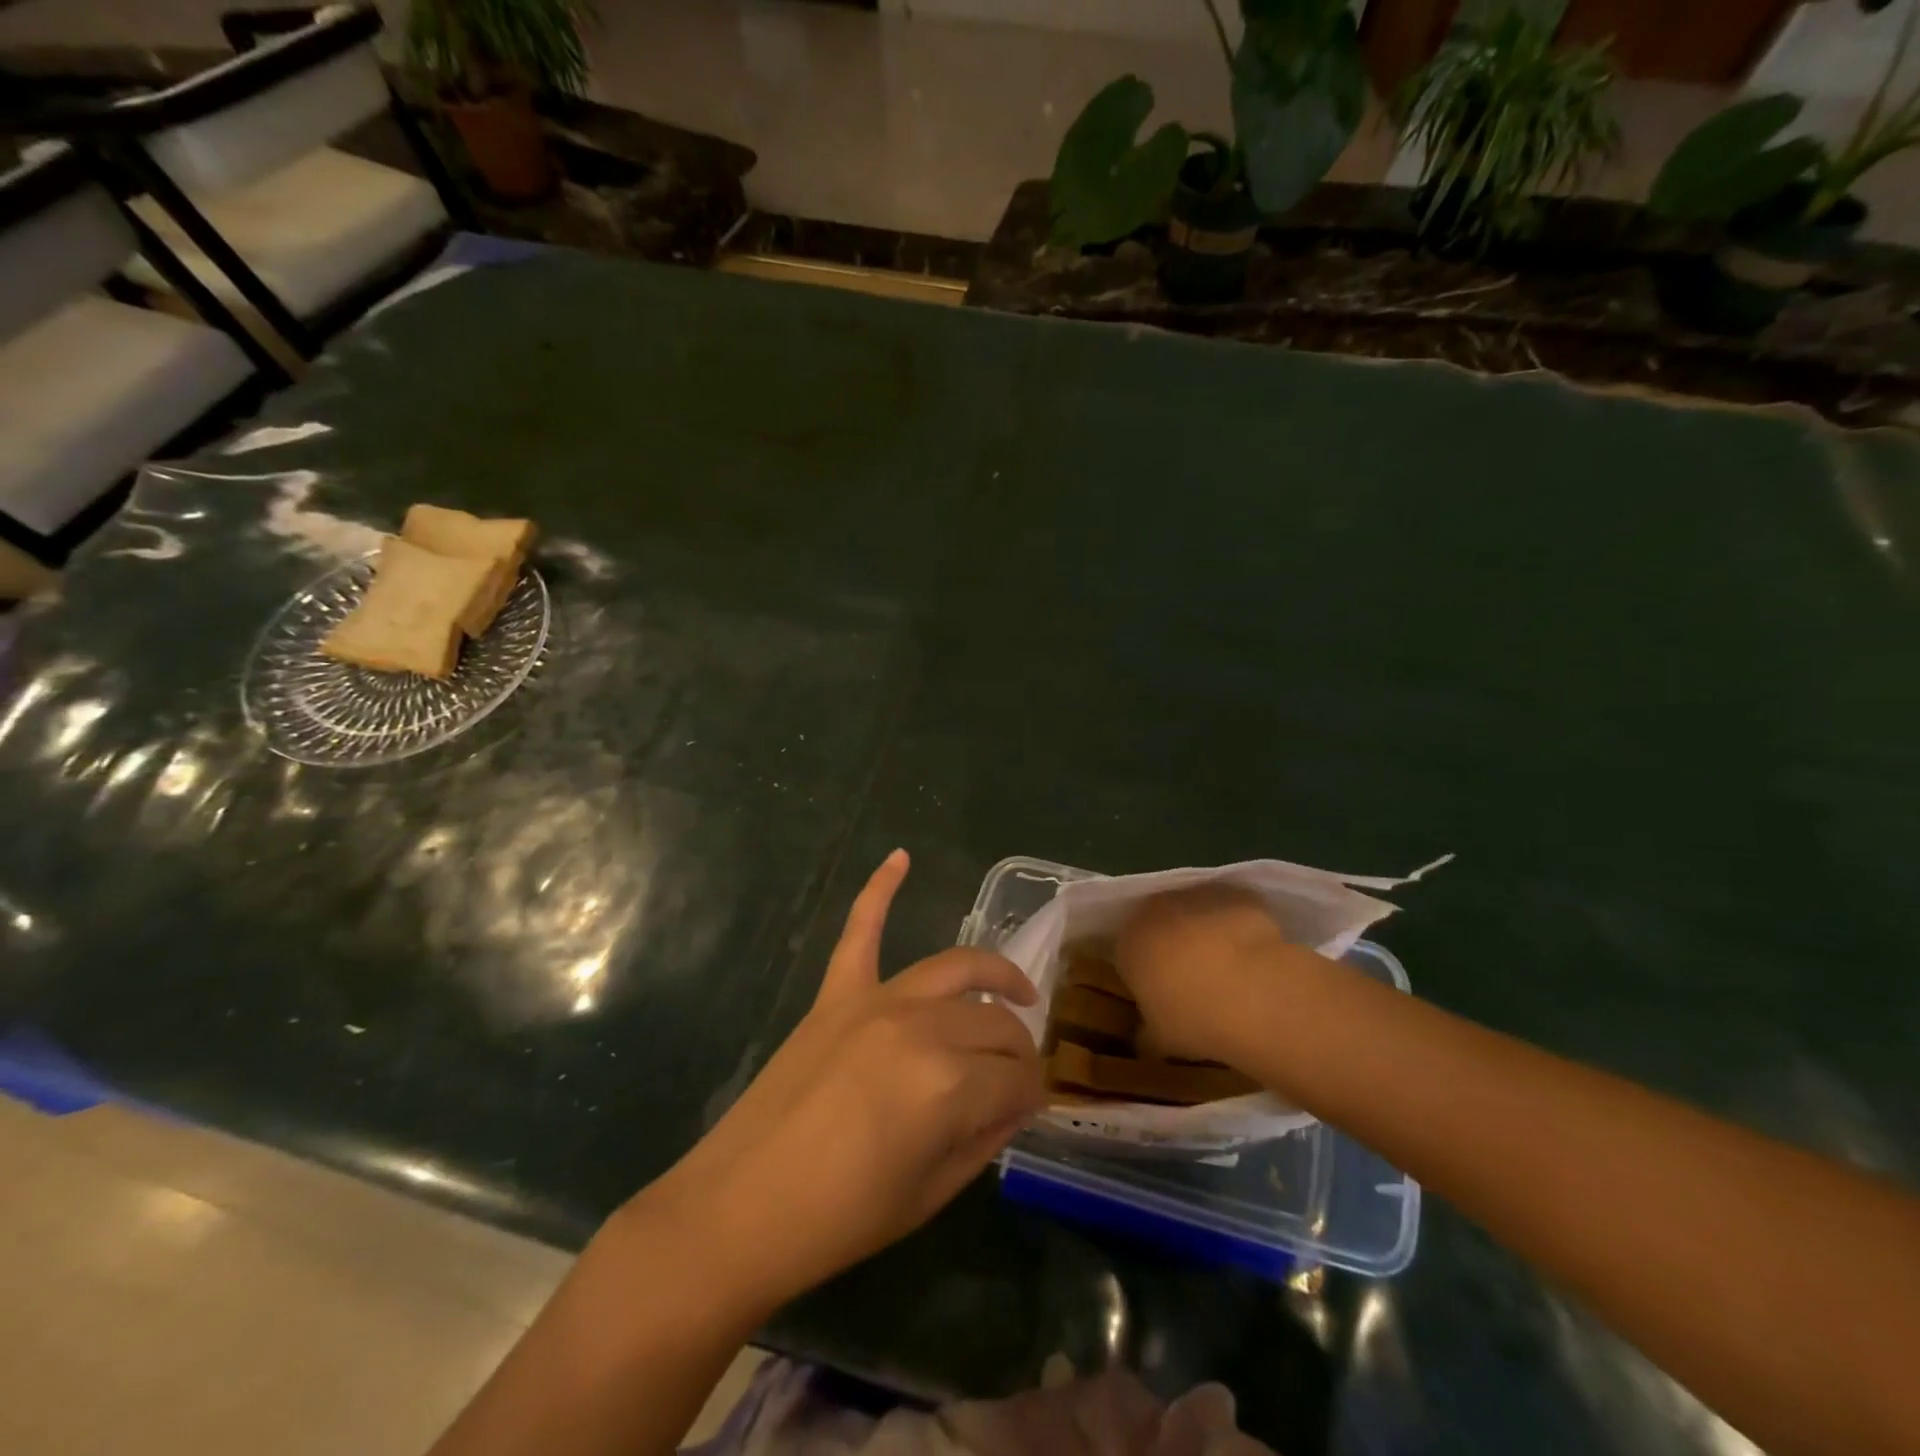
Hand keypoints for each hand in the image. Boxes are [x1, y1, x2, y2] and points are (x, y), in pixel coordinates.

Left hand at [641, 850, 1044, 1310]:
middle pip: (995, 1023)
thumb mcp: (931, 1194)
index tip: (1028, 1111)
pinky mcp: (836, 993)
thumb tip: (1017, 1104)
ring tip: (1016, 991)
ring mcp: (875, 1000)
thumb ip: (985, 1139)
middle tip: (1018, 1078)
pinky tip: (901, 857)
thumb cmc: (841, 1219)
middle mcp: (921, 1026)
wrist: (739, 1210)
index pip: (1018, 1078)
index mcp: (950, 1085)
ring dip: (994, 974)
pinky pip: (861, 929)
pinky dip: (880, 889)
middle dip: (1019, 1051)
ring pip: (955, 970)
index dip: (1031, 1096)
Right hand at [1115, 884, 1297, 1062]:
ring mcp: (1197, 896)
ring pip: (1193, 912)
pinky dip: (1236, 925)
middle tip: (1191, 979)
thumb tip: (1143, 1039)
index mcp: (1128, 941)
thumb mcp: (1160, 1039)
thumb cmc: (1193, 1017)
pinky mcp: (1235, 893)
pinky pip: (1230, 909)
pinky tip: (1252, 954)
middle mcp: (1155, 909)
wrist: (1251, 990)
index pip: (1127, 952)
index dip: (1144, 973)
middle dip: (1170, 945)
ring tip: (1227, 968)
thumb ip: (1146, 1035)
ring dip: (1202, 931)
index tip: (1160, 995)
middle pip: (1158, 923)